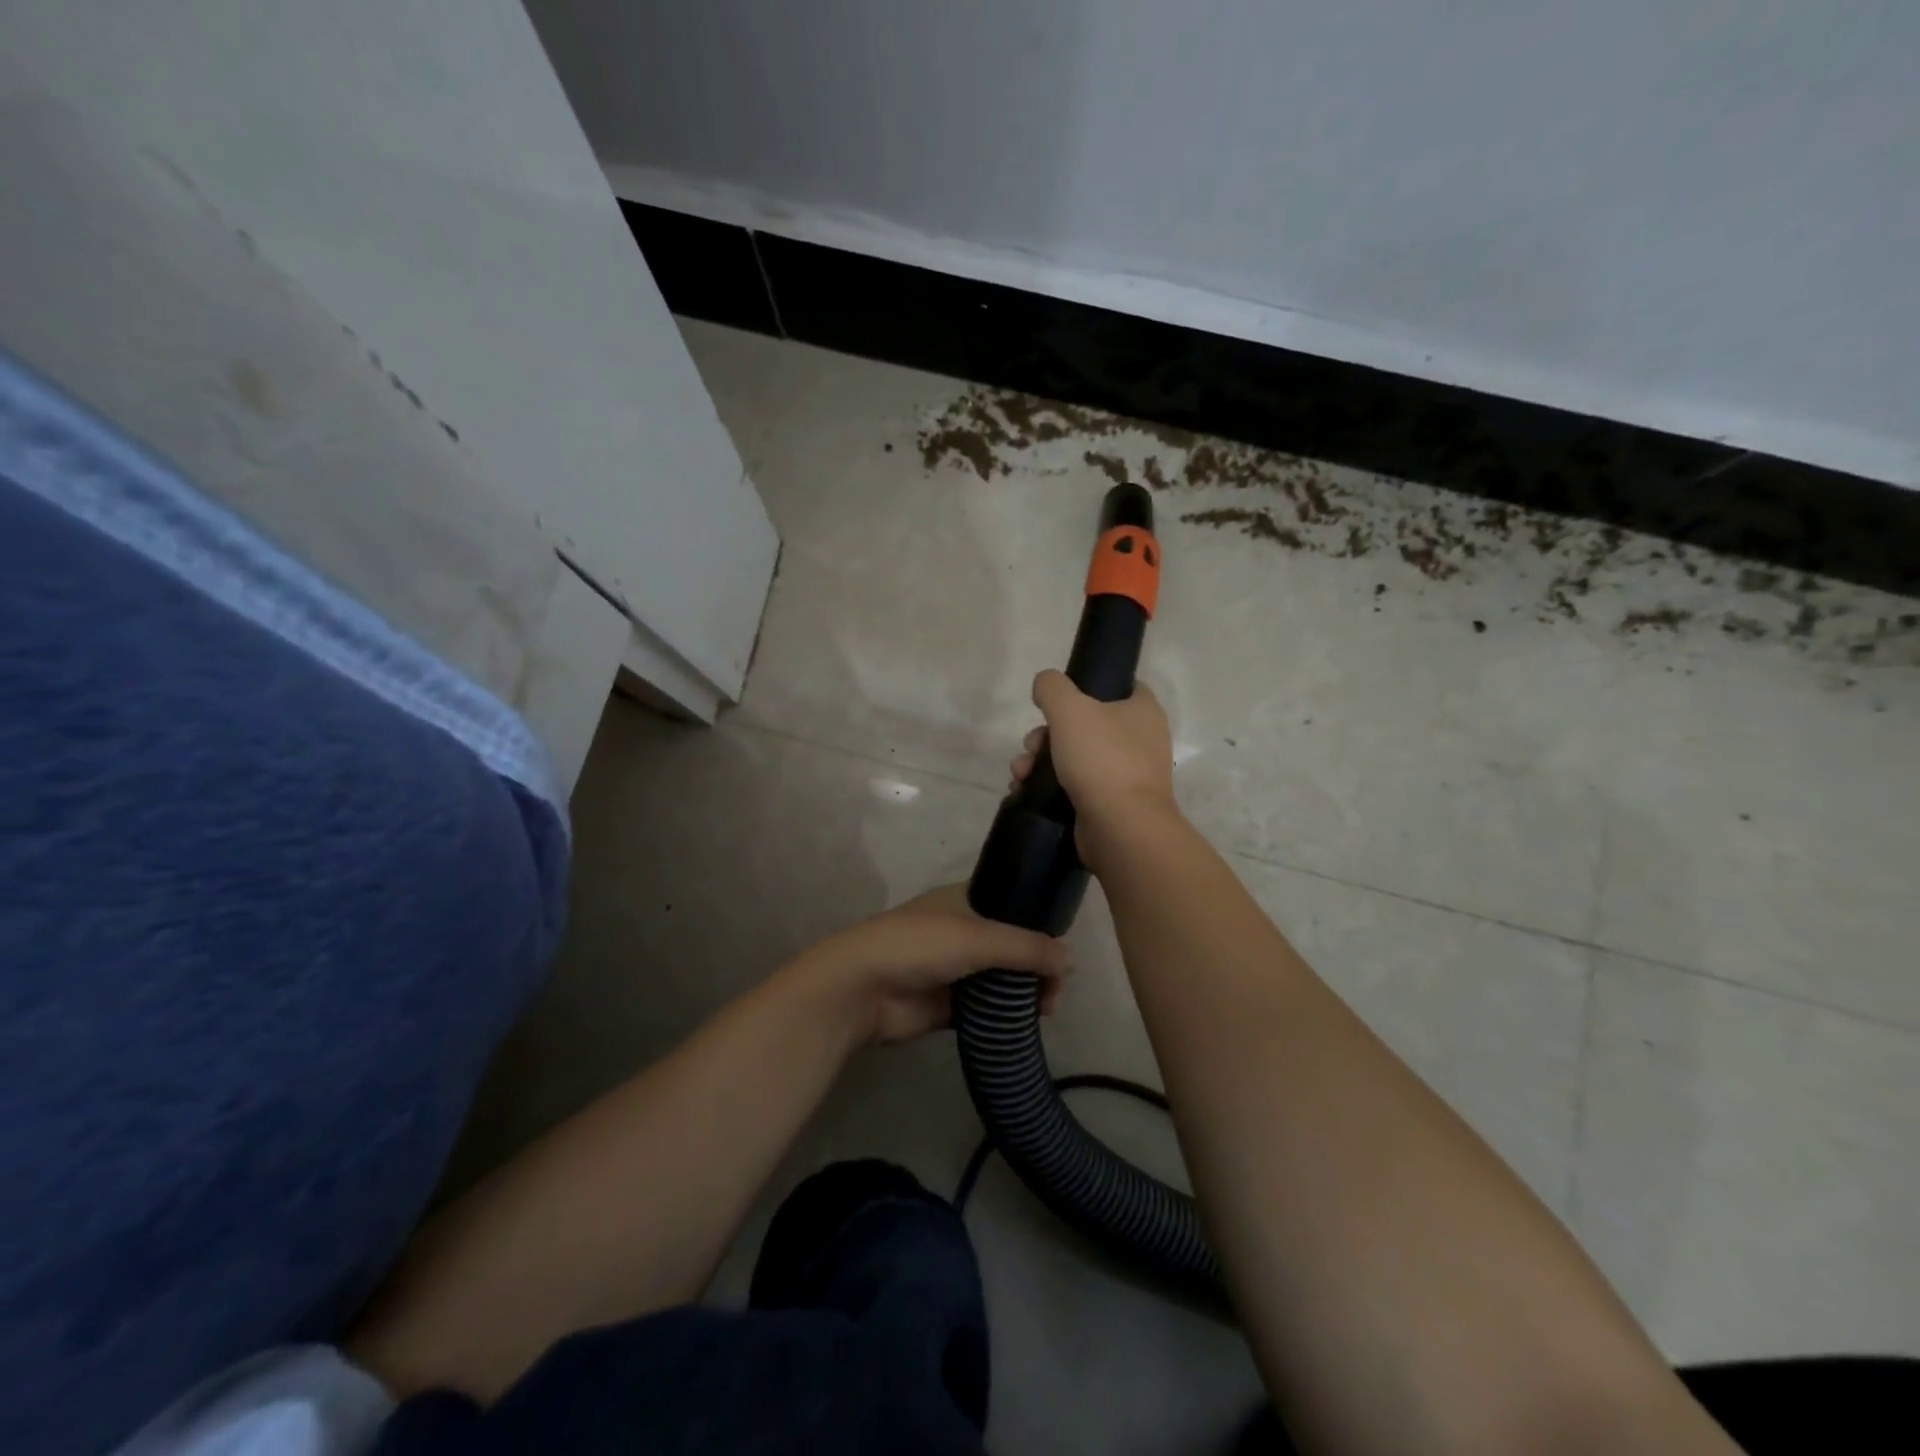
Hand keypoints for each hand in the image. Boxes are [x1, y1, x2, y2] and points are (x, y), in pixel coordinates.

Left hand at [790, 884, 1071, 1043]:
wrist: (863, 988)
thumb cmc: (919, 945)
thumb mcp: (979, 937)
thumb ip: (1028, 948)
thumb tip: (1072, 960)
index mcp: (967, 899)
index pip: (1016, 906)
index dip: (1041, 925)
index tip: (1062, 951)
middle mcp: (964, 930)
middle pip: (1013, 946)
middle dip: (1037, 966)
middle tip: (1054, 992)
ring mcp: (956, 968)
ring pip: (1002, 979)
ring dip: (1024, 993)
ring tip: (1044, 1010)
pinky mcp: (949, 1004)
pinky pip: (987, 1007)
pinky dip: (1006, 1015)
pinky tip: (1025, 1025)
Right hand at [1009, 671, 1180, 859]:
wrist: (1121, 828)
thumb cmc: (1102, 759)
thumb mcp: (1070, 709)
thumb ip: (1052, 687)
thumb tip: (1045, 685)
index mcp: (1143, 711)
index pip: (1118, 686)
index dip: (1086, 686)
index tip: (1058, 698)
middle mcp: (1140, 741)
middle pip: (1084, 724)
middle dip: (1046, 734)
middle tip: (1032, 746)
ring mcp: (1125, 776)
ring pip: (1073, 757)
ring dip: (1040, 762)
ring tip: (1021, 774)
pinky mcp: (1109, 805)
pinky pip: (1073, 787)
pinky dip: (1047, 787)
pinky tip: (1023, 790)